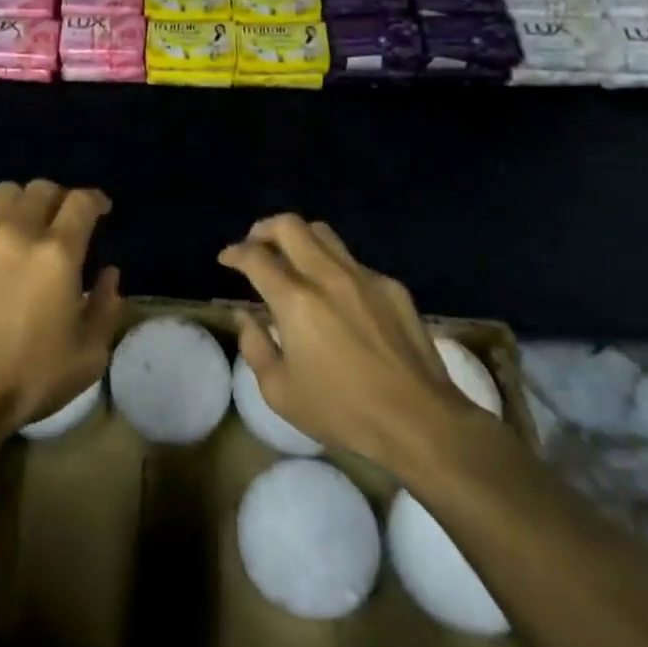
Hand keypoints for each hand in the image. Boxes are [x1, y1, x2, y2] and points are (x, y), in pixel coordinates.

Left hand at [0, 180, 122, 452]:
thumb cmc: (27, 380)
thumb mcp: (88, 356)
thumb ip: (106, 307)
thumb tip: (109, 274)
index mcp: (57, 253)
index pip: (81, 201)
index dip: (95, 200)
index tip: (101, 209)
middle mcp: (16, 232)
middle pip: (41, 188)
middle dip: (58, 198)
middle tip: (62, 219)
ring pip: (3, 195)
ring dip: (20, 205)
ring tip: (22, 228)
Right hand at [220, 215, 486, 472]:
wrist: (420, 421)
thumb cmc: (343, 411)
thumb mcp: (280, 392)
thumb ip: (254, 346)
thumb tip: (246, 316)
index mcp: (295, 300)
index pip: (255, 257)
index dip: (235, 253)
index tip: (227, 259)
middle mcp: (326, 275)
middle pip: (289, 225)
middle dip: (264, 230)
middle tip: (255, 246)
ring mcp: (363, 277)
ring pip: (323, 233)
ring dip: (299, 238)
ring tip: (291, 259)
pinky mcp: (391, 287)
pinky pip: (353, 261)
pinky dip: (333, 266)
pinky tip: (335, 294)